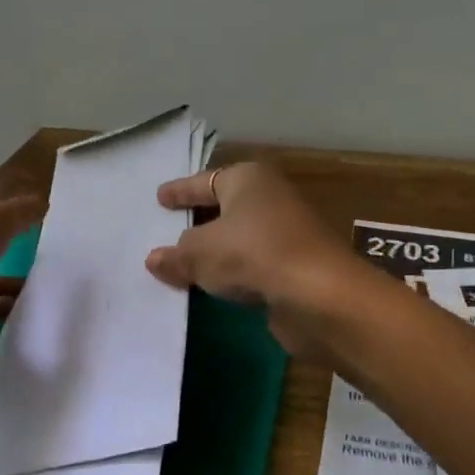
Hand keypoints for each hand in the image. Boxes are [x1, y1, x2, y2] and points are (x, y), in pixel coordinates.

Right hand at [145, 163, 358, 356]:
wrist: (318, 295)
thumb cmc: (252, 254)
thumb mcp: (200, 252)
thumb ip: (176, 255)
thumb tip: (155, 259)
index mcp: (248, 179)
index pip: (205, 181)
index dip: (181, 190)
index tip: (160, 197)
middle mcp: (271, 199)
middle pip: (225, 208)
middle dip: (199, 221)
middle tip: (169, 230)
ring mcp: (286, 234)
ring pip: (240, 239)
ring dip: (217, 251)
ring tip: (185, 264)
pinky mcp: (295, 268)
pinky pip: (252, 265)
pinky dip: (234, 273)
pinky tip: (214, 286)